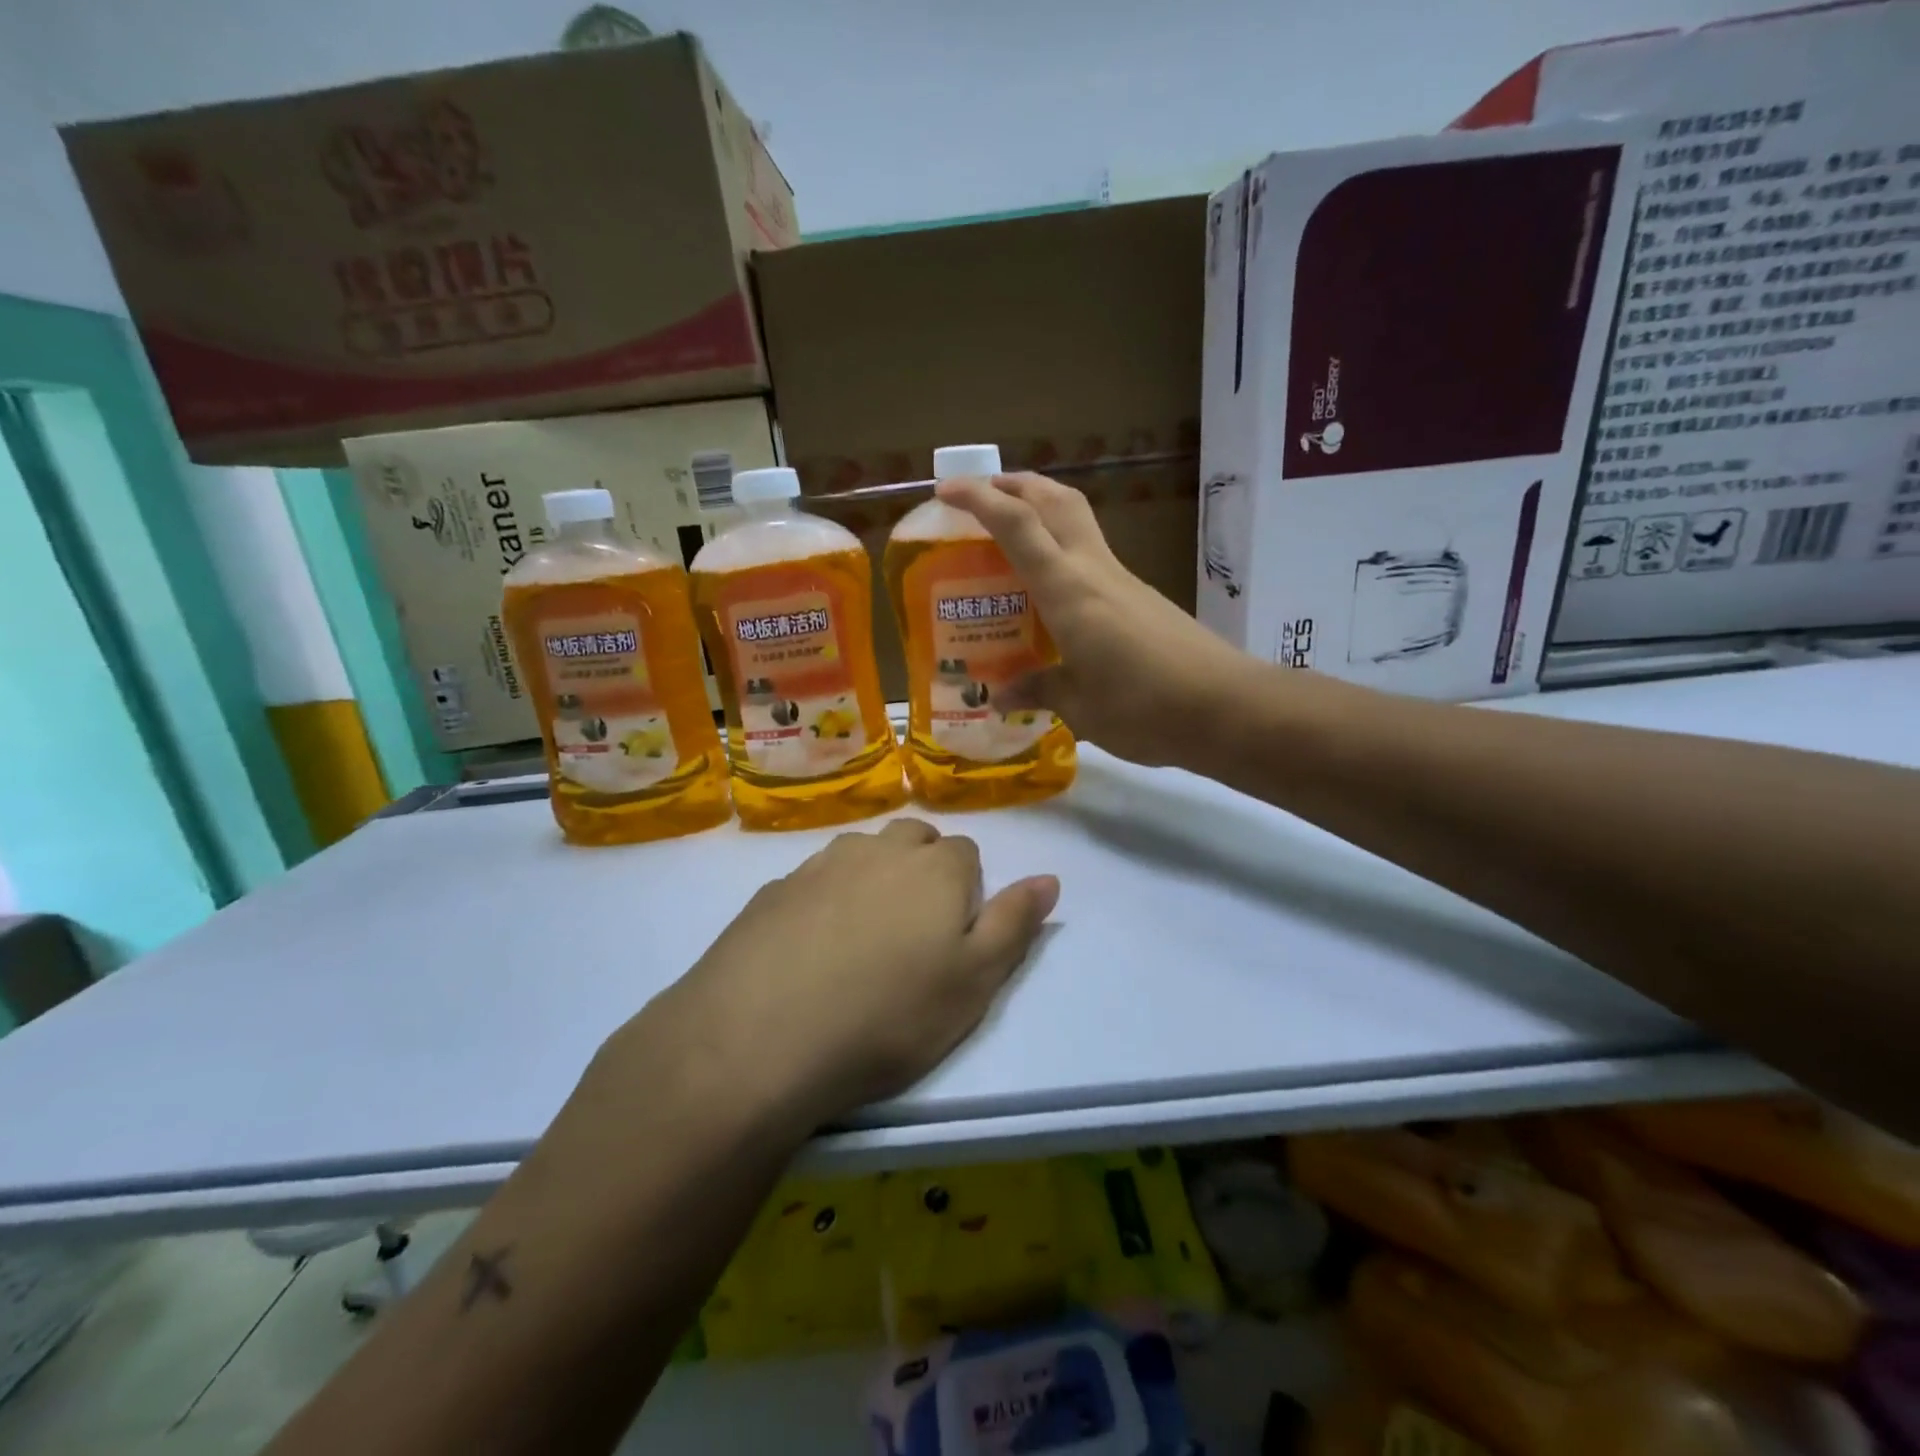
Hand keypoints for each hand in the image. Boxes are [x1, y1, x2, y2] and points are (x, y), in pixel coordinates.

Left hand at [614, 820, 1057, 1132]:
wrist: (760, 1039)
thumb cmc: (888, 1017)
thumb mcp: (974, 982)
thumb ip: (1015, 924)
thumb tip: (1049, 879)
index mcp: (935, 867)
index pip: (966, 854)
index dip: (966, 893)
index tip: (951, 940)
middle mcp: (878, 849)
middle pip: (913, 840)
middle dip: (921, 872)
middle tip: (911, 937)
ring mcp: (820, 864)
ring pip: (862, 855)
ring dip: (871, 880)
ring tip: (860, 942)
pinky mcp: (773, 890)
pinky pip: (813, 881)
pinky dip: (822, 901)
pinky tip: (809, 952)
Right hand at [936, 472, 1247, 766]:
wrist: (1228, 708)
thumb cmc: (1143, 707)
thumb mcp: (1080, 706)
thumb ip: (1039, 689)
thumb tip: (1002, 694)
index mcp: (1069, 590)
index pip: (1018, 525)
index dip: (980, 499)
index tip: (946, 490)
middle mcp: (1095, 571)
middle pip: (1056, 501)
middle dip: (1017, 486)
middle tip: (983, 497)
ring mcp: (1124, 582)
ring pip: (1078, 524)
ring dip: (1042, 514)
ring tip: (1010, 540)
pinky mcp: (1143, 599)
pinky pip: (1093, 560)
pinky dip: (1063, 555)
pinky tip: (1052, 596)